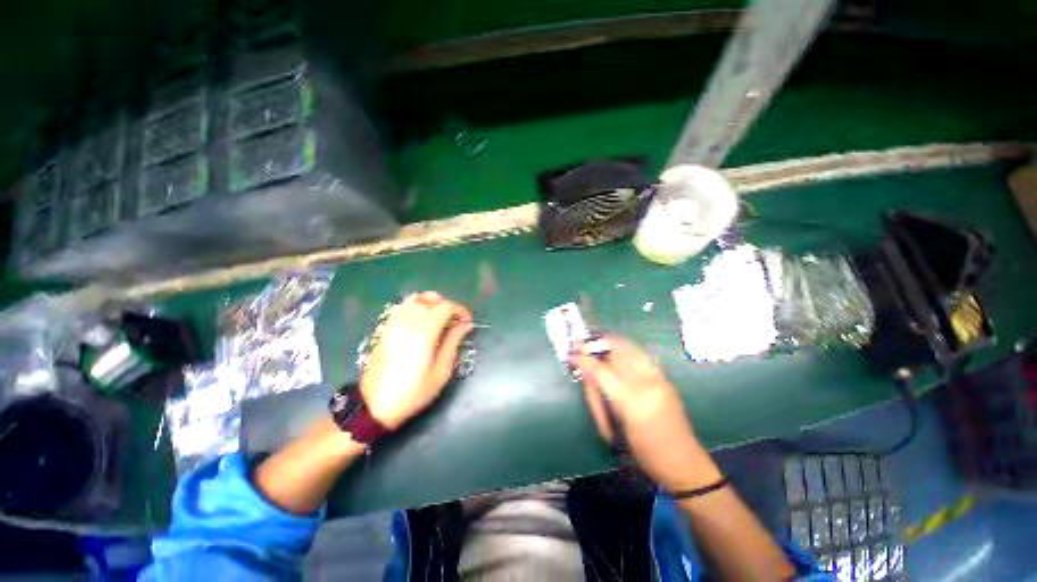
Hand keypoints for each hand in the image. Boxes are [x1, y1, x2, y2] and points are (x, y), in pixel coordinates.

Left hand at [360, 292, 473, 429]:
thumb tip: (466, 325)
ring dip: (431, 303)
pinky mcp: (386, 328)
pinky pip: (402, 306)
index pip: (446, 307)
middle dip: (447, 306)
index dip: (460, 310)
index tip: (467, 322)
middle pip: (431, 299)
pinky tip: (421, 321)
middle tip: (454, 321)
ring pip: (415, 299)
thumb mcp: (441, 371)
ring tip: (438, 318)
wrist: (375, 405)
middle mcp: (409, 322)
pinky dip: (416, 306)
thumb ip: (453, 342)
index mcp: (425, 333)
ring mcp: (394, 323)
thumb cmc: (414, 391)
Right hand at [570, 335, 720, 491]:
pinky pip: (641, 355)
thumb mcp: (613, 431)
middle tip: (582, 342)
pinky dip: (626, 348)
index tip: (571, 353)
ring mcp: (659, 379)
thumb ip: (598, 398)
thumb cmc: (643, 454)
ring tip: (597, 339)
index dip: (584, 360)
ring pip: (631, 349)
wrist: (684, 464)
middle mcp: (647, 385)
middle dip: (597, 344)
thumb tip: (586, 373)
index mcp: (632, 403)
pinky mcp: (666, 379)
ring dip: (612, 341)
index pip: (602, 372)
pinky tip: (616, 349)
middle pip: (616, 353)